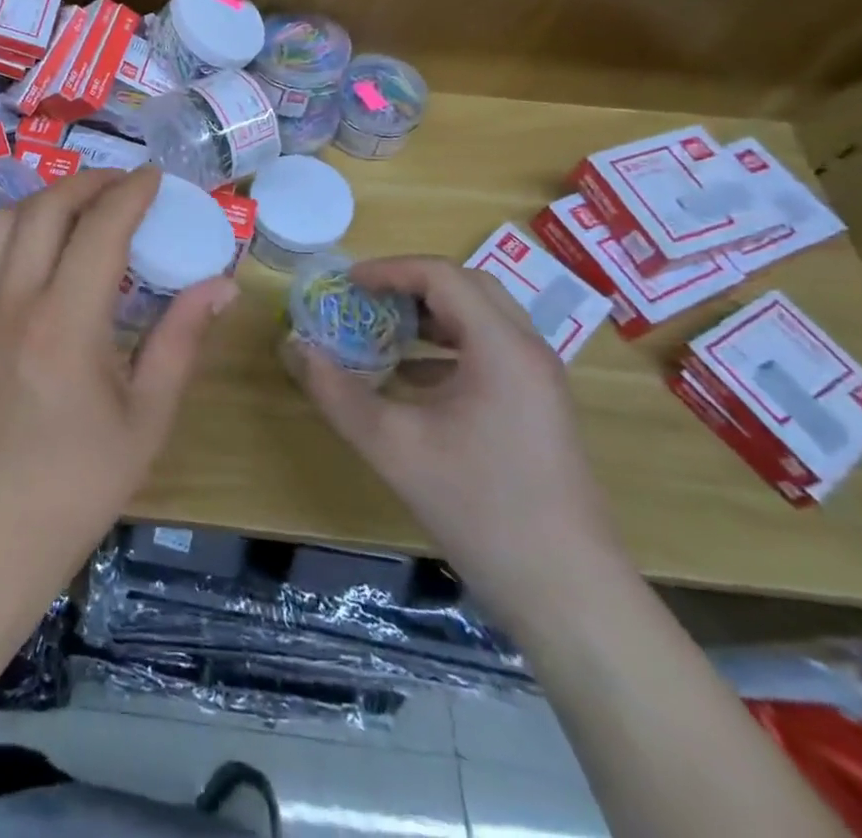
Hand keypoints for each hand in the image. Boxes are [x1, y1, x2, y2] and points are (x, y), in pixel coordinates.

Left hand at [0, 166, 238, 587]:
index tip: (156, 178)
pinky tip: (49, 251)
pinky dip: (21, 228)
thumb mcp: (146, 418)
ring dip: (47, 199)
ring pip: (5, 220)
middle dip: (88, 182)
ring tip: (85, 208)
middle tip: (124, 187)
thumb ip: (181, 340)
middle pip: (45, 208)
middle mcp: (14, 303)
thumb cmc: (78, 486)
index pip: (99, 229)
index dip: (130, 193)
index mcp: (65, 325)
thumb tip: (220, 284)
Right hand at [297, 257, 629, 633]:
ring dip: (430, 315)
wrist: (567, 592)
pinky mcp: (539, 409)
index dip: (389, 270)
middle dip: (411, 284)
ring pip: (482, 319)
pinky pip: (490, 353)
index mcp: (500, 347)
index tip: (346, 284)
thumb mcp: (392, 446)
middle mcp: (527, 351)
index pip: (441, 275)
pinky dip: (447, 348)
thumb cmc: (478, 506)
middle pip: (467, 287)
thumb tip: (294, 347)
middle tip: (364, 298)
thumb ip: (336, 391)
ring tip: (382, 329)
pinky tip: (410, 379)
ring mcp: (539, 381)